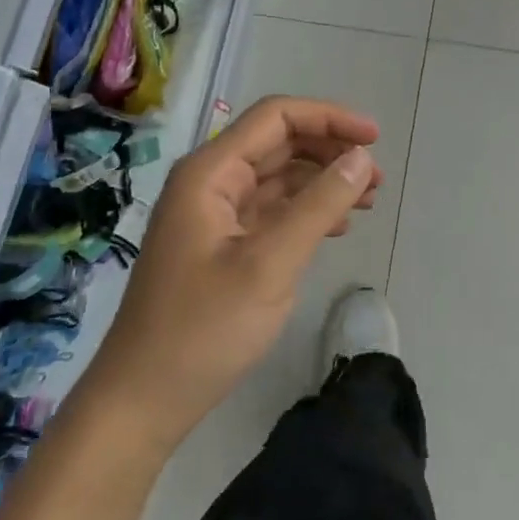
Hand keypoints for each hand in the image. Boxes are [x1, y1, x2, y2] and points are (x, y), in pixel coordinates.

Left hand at [85, 97, 381, 453]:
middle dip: (330, 151)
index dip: (328, 118)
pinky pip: (271, 210)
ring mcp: (214, 214)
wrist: (142, 402)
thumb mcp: (270, 264)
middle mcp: (210, 182)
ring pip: (278, 177)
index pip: (276, 118)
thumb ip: (319, 205)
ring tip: (368, 200)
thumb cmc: (203, 329)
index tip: (374, 138)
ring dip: (323, 181)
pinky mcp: (221, 244)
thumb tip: (361, 158)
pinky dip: (306, 210)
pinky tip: (337, 226)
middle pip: (278, 143)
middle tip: (376, 177)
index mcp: (210, 173)